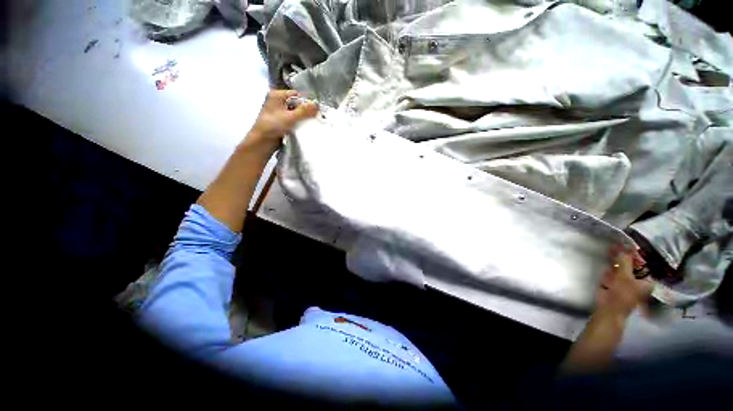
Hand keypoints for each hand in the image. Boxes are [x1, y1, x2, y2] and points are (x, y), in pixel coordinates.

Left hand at [246, 90, 318, 152]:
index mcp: (277, 95)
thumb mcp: (290, 117)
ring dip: (302, 118)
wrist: (262, 141)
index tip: (315, 111)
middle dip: (305, 111)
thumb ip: (304, 111)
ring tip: (310, 124)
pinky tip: (303, 128)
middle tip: (314, 118)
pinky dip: (298, 123)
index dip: (306, 102)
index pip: (296, 95)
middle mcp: (277, 101)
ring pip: (295, 112)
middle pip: (296, 104)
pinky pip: (292, 120)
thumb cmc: (273, 126)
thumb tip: (317, 104)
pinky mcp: (280, 121)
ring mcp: (278, 112)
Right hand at [594, 248, 652, 321]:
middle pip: (632, 266)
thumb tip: (623, 244)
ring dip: (616, 262)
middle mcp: (640, 282)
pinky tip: (607, 267)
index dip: (635, 254)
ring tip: (609, 252)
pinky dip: (611, 270)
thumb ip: (624, 261)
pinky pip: (615, 274)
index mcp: (648, 280)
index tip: (625, 246)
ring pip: (622, 269)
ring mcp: (627, 284)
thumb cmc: (622, 293)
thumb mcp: (624, 275)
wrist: (609, 309)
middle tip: (615, 248)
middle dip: (623, 257)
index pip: (643, 264)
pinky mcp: (616, 286)